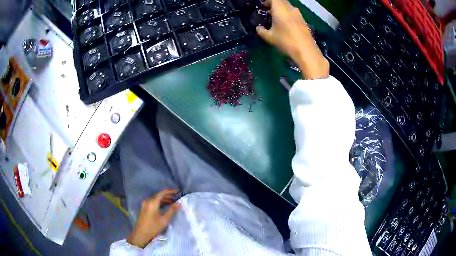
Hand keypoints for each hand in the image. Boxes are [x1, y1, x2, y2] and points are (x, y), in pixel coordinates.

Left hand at [127, 189, 179, 247]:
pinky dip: (159, 202)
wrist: (141, 233)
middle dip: (168, 195)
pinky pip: (153, 201)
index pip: (162, 193)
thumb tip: (179, 203)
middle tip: (176, 197)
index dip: (170, 191)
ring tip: (172, 202)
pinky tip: (165, 206)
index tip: (178, 191)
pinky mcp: (144, 207)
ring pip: (155, 198)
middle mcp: (148, 201)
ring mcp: (145, 204)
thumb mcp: (164, 219)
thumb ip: (172, 210)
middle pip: (158, 195)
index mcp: (152, 202)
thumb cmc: (153, 227)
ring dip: (164, 199)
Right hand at [256, 0, 328, 78]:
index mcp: (280, 8)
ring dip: (281, 10)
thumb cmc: (285, 41)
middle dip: (274, 5)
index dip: (267, 1)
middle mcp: (290, 8)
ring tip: (276, 19)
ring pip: (288, 7)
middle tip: (268, 12)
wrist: (306, 51)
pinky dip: (288, 15)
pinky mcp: (303, 20)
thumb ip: (261, 31)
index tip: (263, 7)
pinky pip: (293, 13)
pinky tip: (285, 25)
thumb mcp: (269, 37)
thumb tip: (258, 28)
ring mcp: (298, 14)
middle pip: (281, 1)